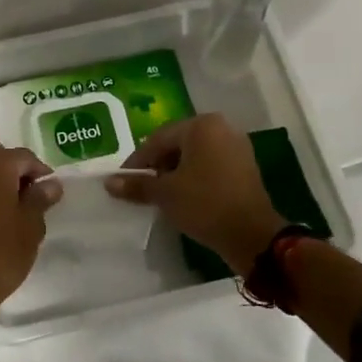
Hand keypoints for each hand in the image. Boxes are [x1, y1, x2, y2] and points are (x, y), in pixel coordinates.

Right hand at [106, 114, 285, 275]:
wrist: (253, 236)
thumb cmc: (205, 205)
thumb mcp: (166, 194)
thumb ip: (137, 184)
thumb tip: (109, 182)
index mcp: (202, 125)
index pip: (158, 139)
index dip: (138, 161)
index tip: (124, 181)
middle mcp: (221, 128)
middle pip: (177, 144)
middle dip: (157, 166)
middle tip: (142, 188)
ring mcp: (236, 147)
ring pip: (194, 156)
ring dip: (175, 173)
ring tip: (161, 195)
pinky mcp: (245, 167)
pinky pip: (211, 166)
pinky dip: (194, 178)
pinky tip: (184, 197)